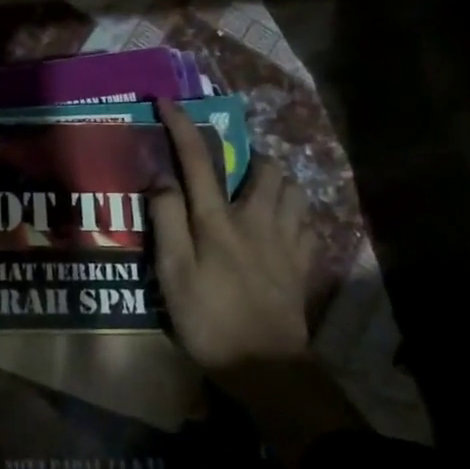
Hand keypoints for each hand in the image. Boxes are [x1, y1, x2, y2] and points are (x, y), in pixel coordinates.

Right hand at [150, 100, 315, 372]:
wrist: (265, 366)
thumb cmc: (209, 318)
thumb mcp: (172, 273)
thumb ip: (166, 221)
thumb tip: (160, 178)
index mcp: (217, 220)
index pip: (197, 160)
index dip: (182, 126)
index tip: (167, 102)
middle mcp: (256, 219)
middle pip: (265, 167)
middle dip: (249, 156)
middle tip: (231, 169)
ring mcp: (287, 240)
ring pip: (294, 189)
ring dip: (277, 181)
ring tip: (259, 193)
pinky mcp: (304, 262)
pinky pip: (308, 221)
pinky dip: (295, 213)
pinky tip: (282, 226)